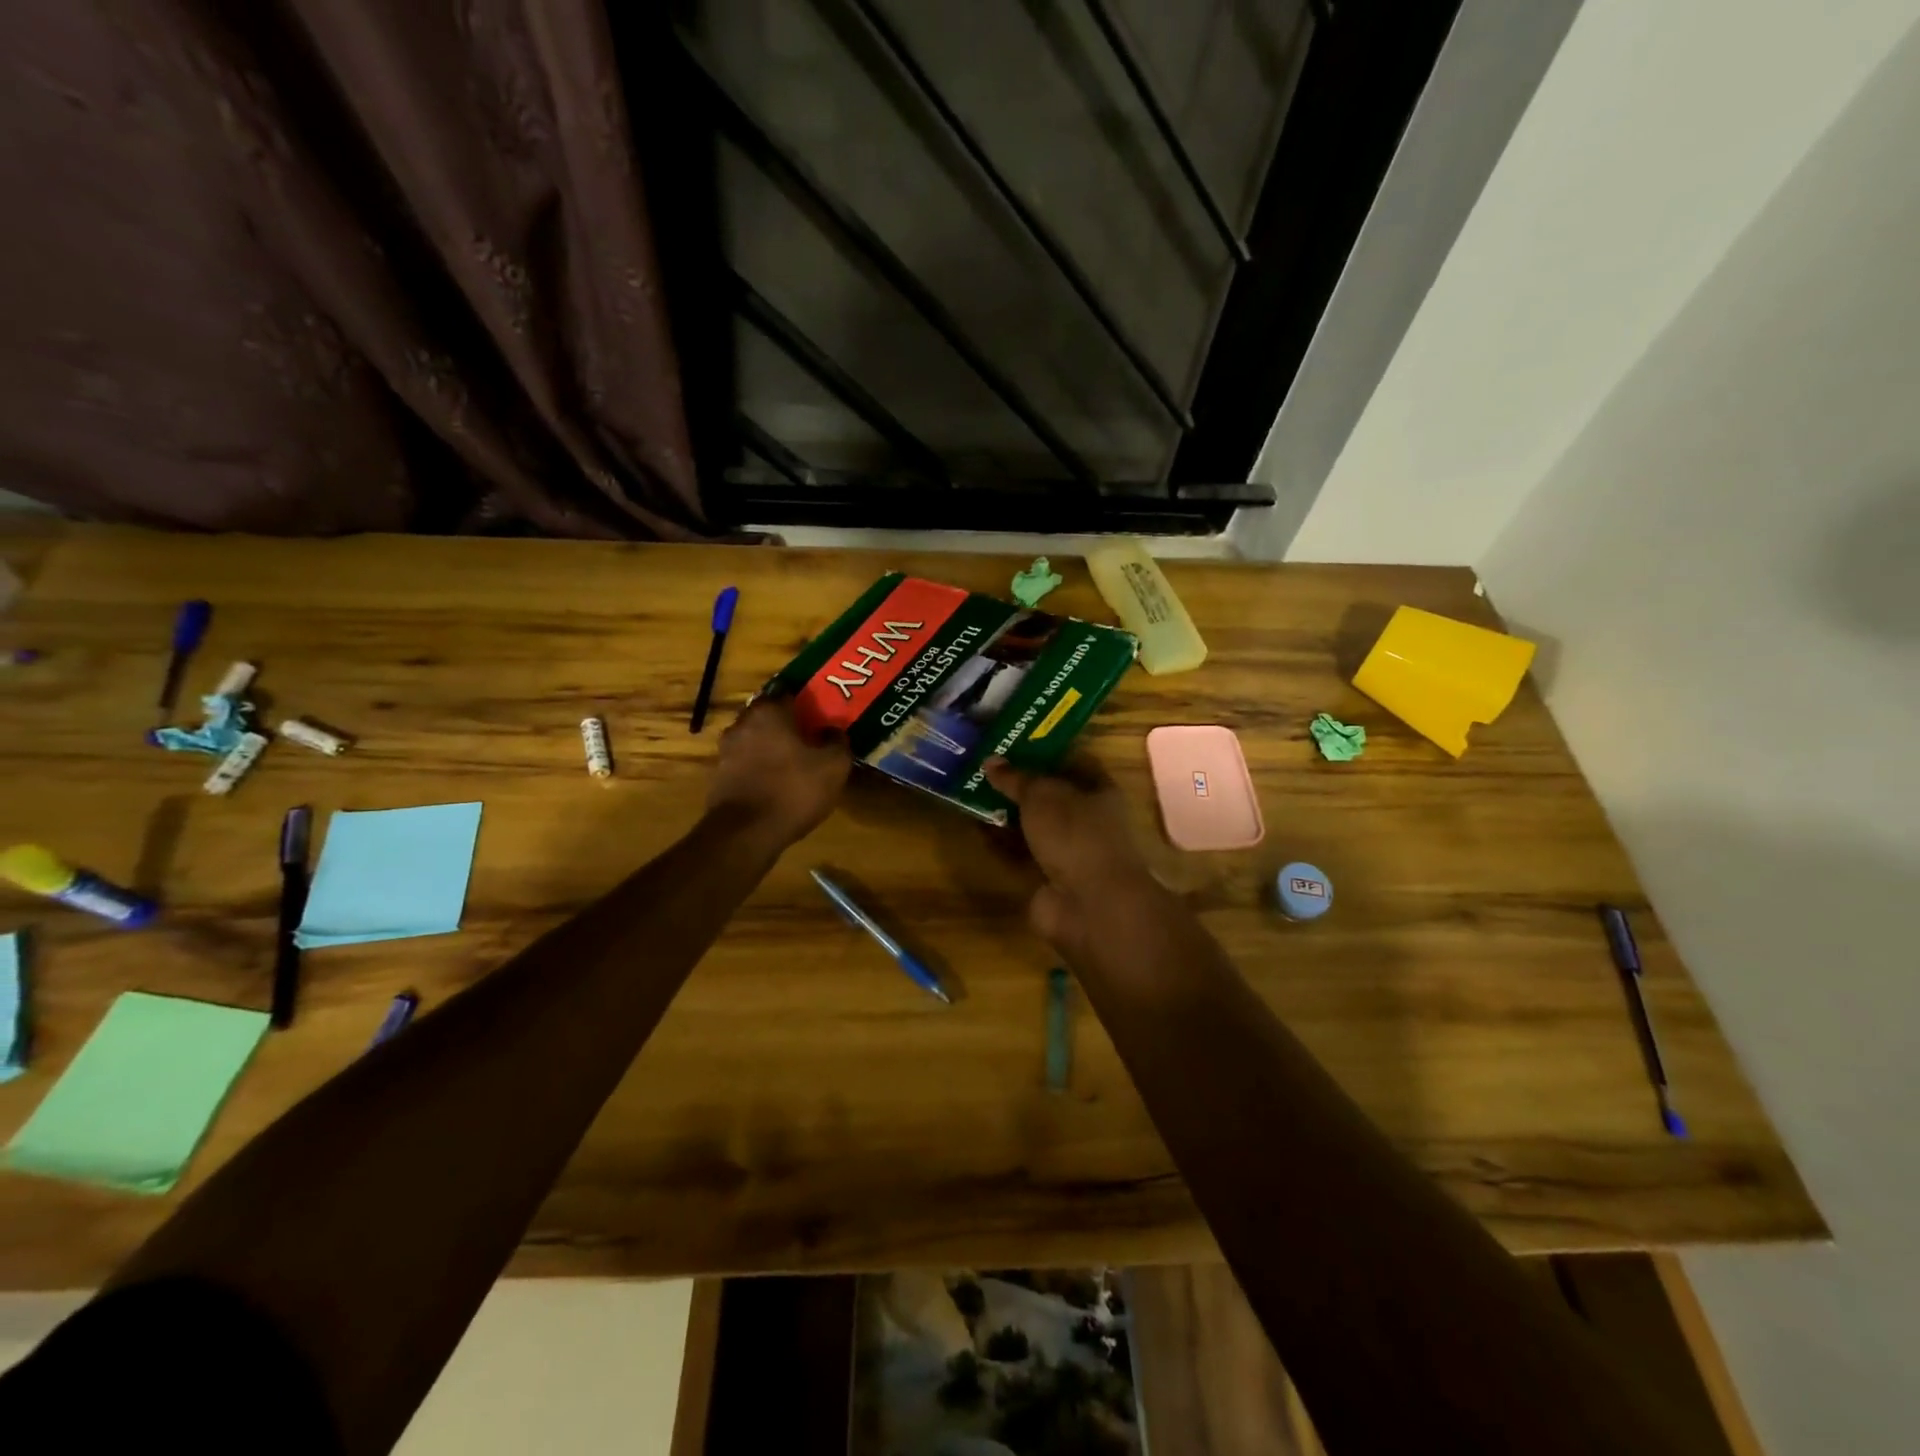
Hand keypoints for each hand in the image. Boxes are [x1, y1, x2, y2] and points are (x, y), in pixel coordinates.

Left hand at [707, 696, 850, 846]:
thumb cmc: (793, 790)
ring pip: (754, 738)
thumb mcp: (833, 766)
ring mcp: (726, 750)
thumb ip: (837, 741)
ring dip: (771, 745)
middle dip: (786, 722)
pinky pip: (745, 762)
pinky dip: (759, 767)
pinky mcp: (719, 776)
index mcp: (769, 712)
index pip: (788, 691)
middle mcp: (743, 723)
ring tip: (793, 760)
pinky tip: (775, 781)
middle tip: (809, 734)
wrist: (746, 833)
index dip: (805, 699)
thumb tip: (833, 730)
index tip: (820, 710)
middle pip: (768, 714)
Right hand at [984, 755, 1158, 954]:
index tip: (1013, 743)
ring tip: (973, 793)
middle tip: (985, 767)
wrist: (1089, 904)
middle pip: (1051, 796)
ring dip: (1008, 814)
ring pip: (1034, 826)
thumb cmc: (1075, 834)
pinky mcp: (1048, 879)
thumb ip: (1016, 778)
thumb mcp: (1042, 795)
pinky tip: (976, 828)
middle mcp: (1088, 819)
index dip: (1046, 752)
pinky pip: (1021, 854)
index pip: (1074, 762)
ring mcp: (1069, 851)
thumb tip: (991, 761)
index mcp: (1100, 791)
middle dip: (1021, 784)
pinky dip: (1002, 843)